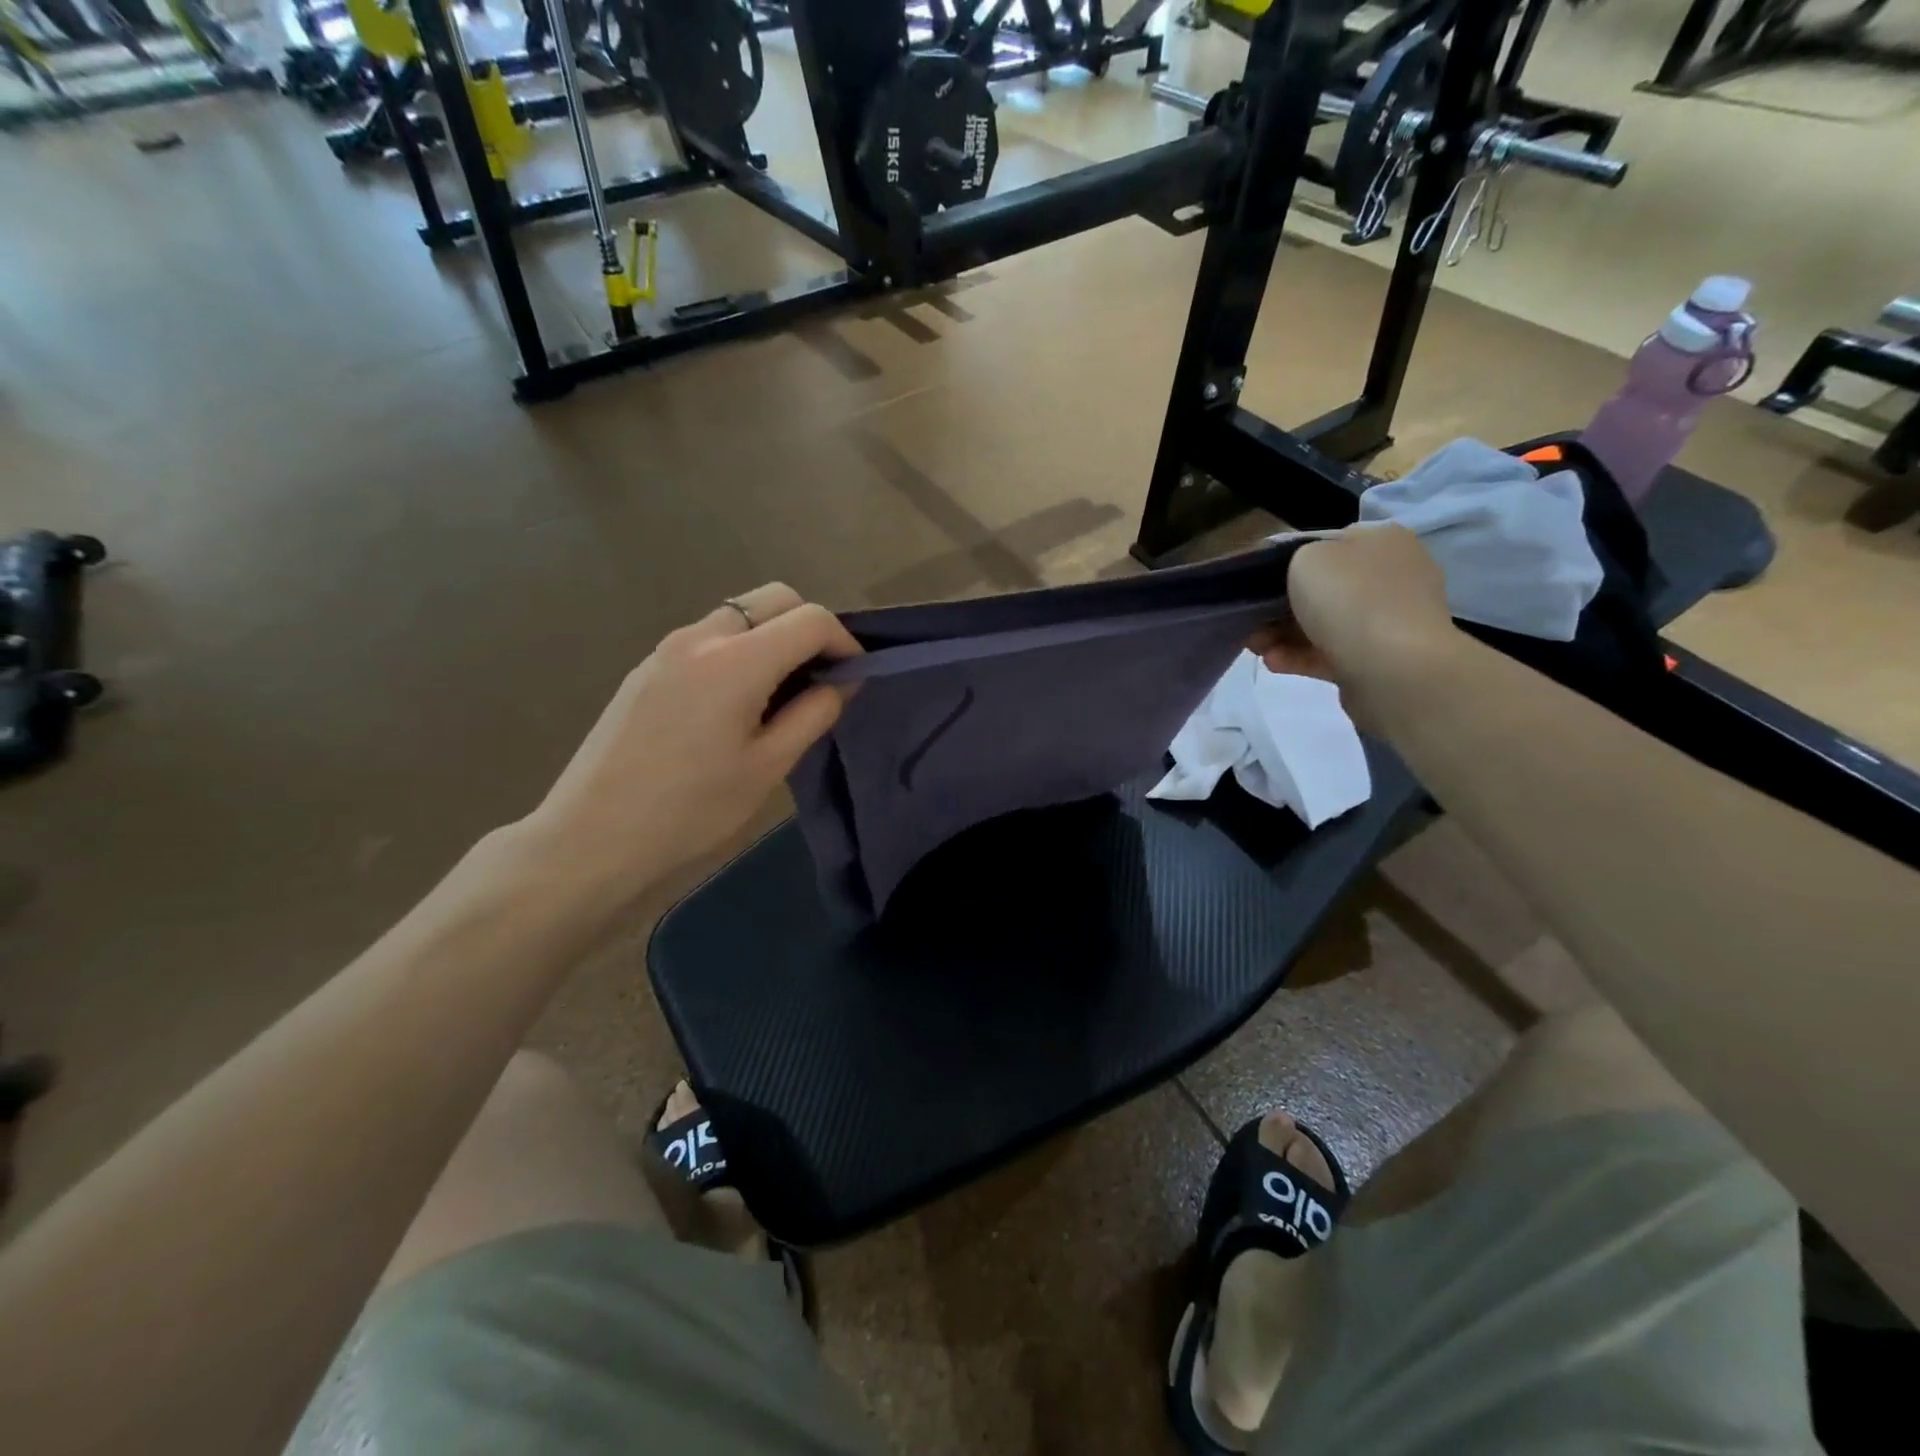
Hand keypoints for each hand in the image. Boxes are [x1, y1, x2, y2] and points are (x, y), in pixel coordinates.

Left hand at [518, 584, 860, 908]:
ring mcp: (666, 648)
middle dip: (809, 627)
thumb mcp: (768, 767)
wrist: (591, 838)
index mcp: (736, 661)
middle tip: (819, 678)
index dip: (844, 642)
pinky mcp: (646, 668)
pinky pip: (708, 638)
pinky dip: (739, 650)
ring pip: (739, 615)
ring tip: (780, 693)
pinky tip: (735, 703)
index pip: (810, 619)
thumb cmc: (691, 810)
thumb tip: (843, 681)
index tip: (853, 678)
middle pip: (774, 599)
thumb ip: (814, 714)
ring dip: (772, 637)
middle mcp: (700, 637)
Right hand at [1249, 524, 1456, 727]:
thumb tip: (1298, 575)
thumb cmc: (1349, 599)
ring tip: (1255, 647)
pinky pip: (1331, 653)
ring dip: (1284, 634)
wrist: (1394, 668)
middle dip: (1279, 607)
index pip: (1327, 545)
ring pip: (1323, 623)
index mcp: (1381, 541)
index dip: (1287, 563)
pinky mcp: (1380, 659)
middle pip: (1323, 588)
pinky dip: (1300, 656)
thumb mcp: (1306, 558)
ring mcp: (1389, 620)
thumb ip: (1294, 559)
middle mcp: (1391, 575)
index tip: (1256, 584)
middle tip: (1250, 621)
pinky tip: (1273, 662)